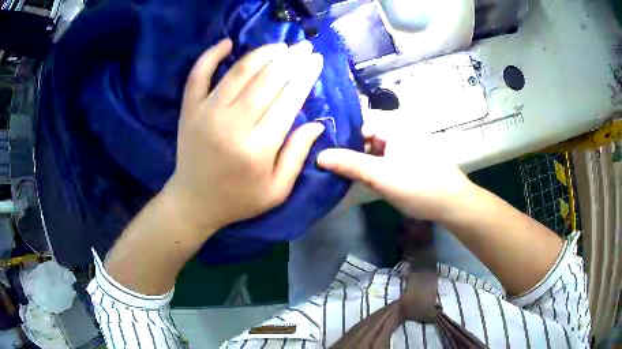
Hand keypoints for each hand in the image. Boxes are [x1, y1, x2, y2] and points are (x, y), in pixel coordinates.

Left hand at [164, 39, 324, 234]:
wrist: (194, 202)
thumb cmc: (239, 199)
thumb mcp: (277, 190)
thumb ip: (297, 155)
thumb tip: (317, 124)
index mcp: (258, 148)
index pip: (288, 100)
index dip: (305, 76)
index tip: (316, 60)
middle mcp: (232, 124)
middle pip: (267, 80)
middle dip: (290, 59)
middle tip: (304, 46)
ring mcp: (207, 113)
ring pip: (238, 72)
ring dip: (262, 53)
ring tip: (279, 45)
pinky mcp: (189, 110)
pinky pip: (197, 75)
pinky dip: (210, 56)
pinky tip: (226, 43)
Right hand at [317, 111, 472, 220]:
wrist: (451, 203)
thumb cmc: (417, 186)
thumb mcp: (380, 176)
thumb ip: (349, 164)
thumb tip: (319, 156)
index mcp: (392, 127)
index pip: (357, 124)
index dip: (339, 136)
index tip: (321, 151)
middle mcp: (396, 132)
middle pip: (364, 137)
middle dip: (347, 151)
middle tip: (327, 166)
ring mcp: (402, 147)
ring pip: (372, 150)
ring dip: (358, 161)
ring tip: (339, 174)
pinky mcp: (406, 161)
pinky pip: (382, 159)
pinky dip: (370, 168)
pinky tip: (360, 179)